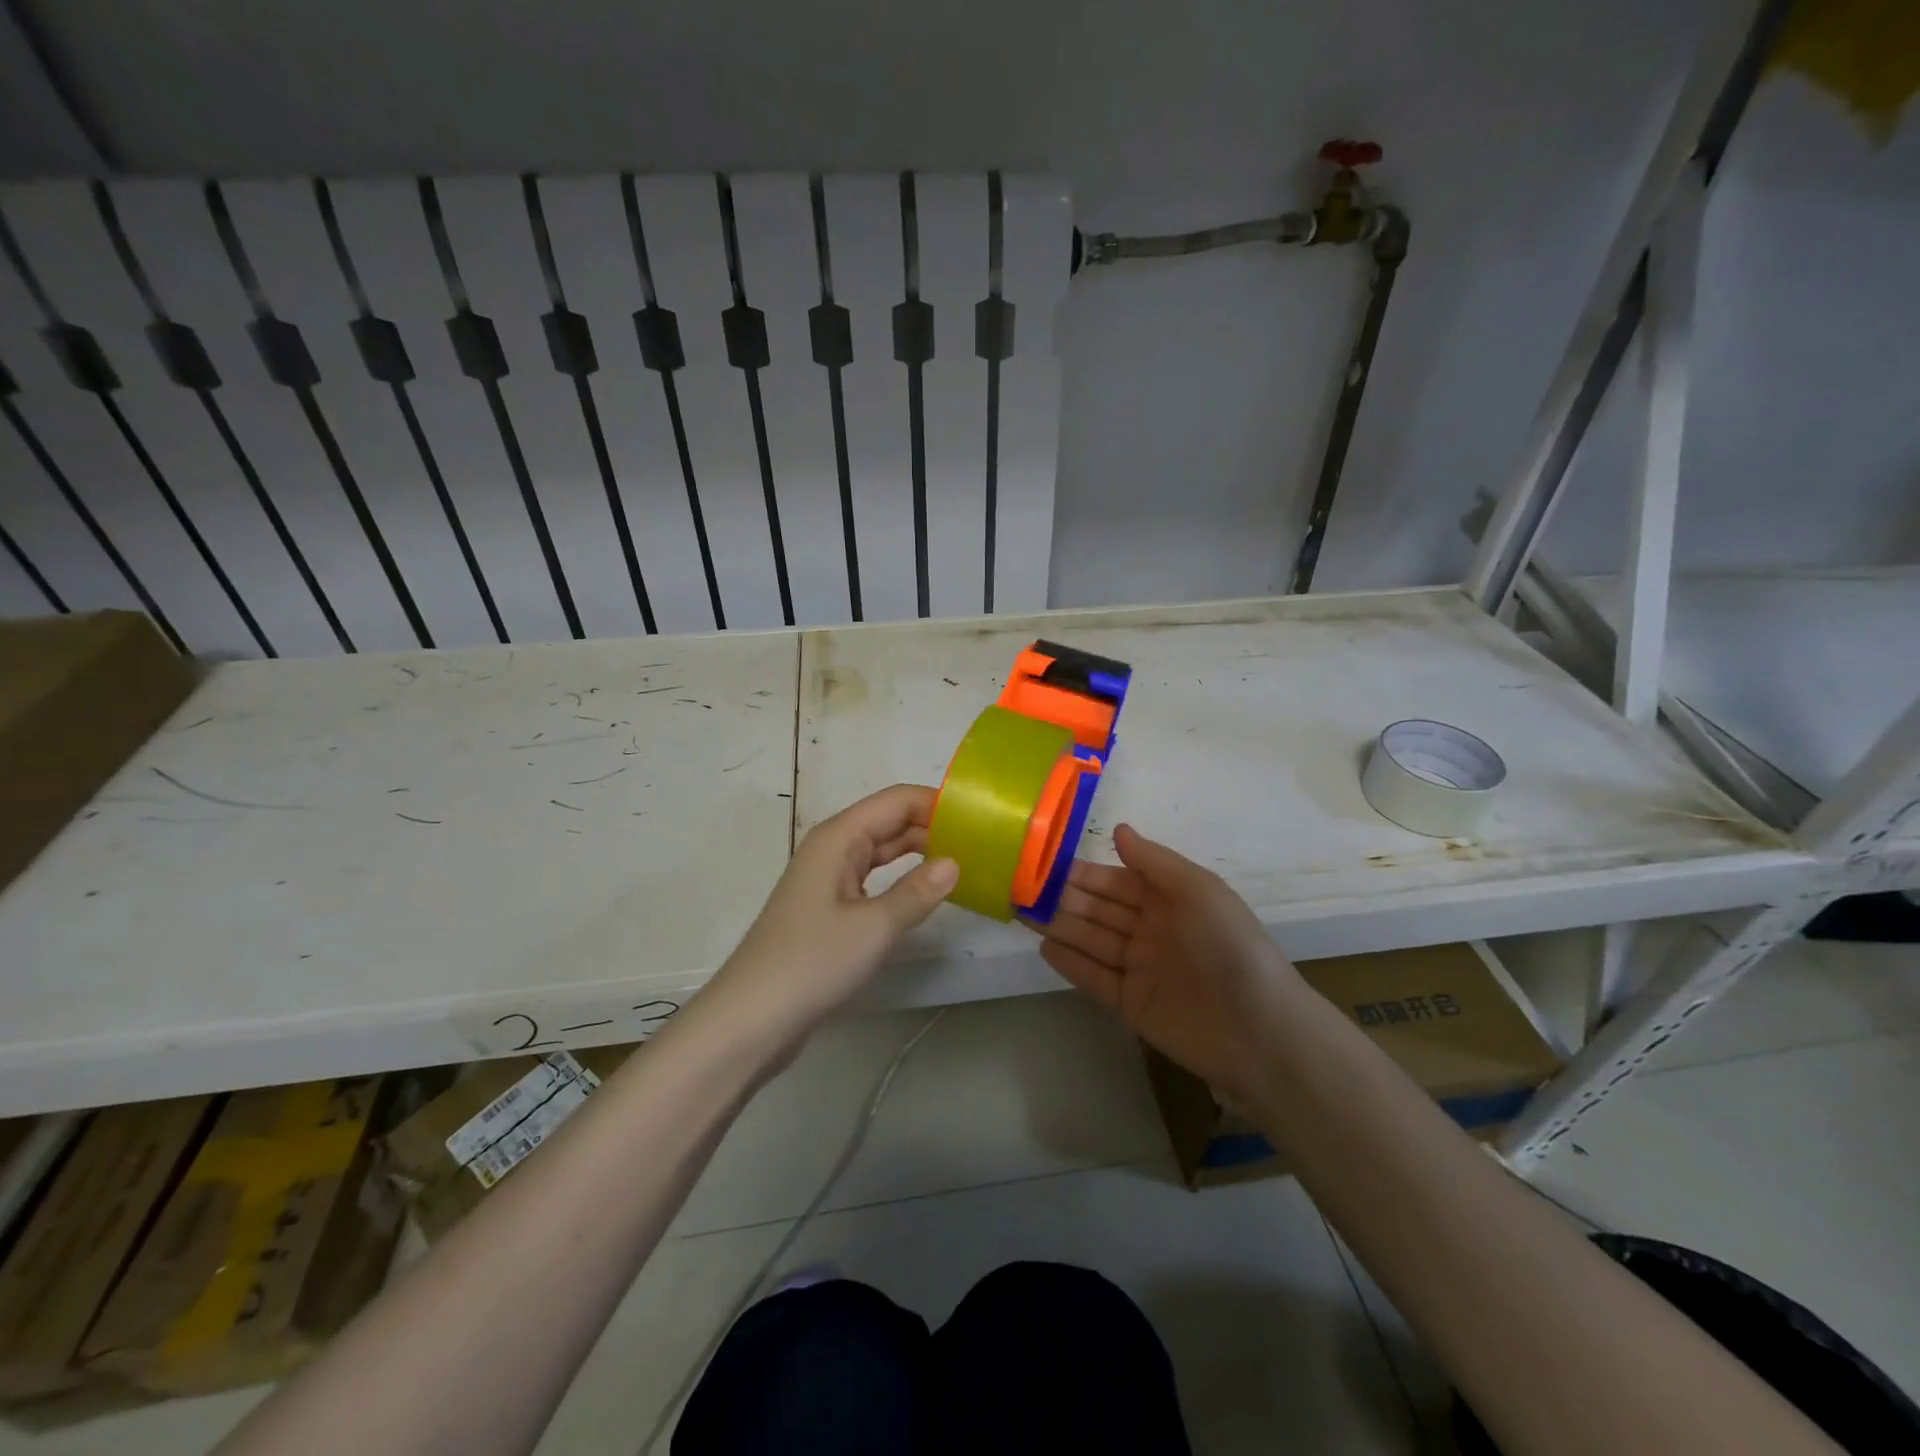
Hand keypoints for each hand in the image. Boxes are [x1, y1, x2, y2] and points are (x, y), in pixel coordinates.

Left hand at [695, 785, 957, 1053]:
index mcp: (839, 838)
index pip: (897, 801)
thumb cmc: (812, 963)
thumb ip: (917, 892)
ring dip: (920, 853)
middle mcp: (833, 848)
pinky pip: (873, 878)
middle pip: (889, 821)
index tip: (980, 818)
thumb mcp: (874, 927)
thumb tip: (955, 862)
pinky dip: (902, 879)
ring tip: (966, 862)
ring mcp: (829, 878)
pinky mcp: (829, 908)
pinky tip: (927, 894)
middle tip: (982, 843)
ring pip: (882, 851)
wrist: (751, 1020)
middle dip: (933, 827)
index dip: (937, 803)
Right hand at [1035, 824, 1298, 1098]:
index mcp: (1168, 899)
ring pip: (1092, 940)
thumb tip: (1118, 828)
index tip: (1042, 863)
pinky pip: (1094, 978)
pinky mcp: (1131, 1004)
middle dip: (1063, 898)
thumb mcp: (1198, 890)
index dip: (1081, 873)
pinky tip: (1044, 948)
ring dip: (1059, 926)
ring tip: (1022, 913)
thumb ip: (1154, 861)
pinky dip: (1071, 963)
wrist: (1259, 1030)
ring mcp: (1139, 968)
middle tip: (1021, 888)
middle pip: (1098, 910)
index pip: (1115, 881)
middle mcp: (1150, 929)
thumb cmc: (1229, 946)